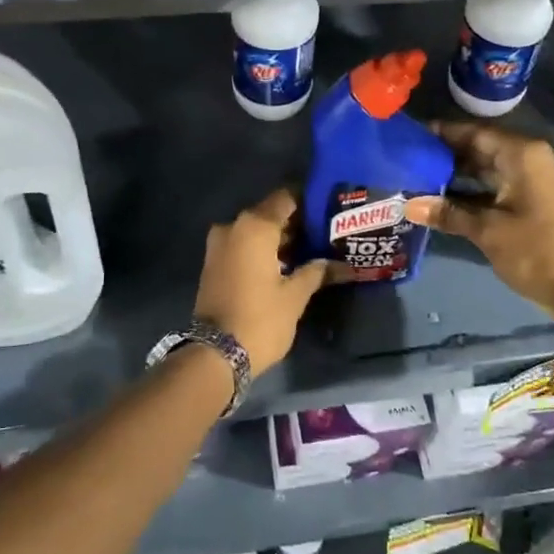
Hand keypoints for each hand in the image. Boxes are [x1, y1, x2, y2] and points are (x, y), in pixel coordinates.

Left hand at [192, 189, 329, 374]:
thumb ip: (316, 272)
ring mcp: (219, 245)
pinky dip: (262, 250)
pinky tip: (285, 264)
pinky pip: (243, 245)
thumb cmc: (260, 319)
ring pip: (255, 231)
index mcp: (255, 226)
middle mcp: (233, 226)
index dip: (309, 201)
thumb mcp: (295, 296)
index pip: (286, 198)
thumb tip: (340, 264)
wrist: (215, 355)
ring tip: (309, 250)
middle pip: (270, 213)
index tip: (329, 209)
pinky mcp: (213, 263)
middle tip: (324, 232)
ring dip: (278, 238)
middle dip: (296, 222)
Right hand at [406, 122, 553, 327]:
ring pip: (485, 169)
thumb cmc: (538, 251)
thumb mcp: (488, 231)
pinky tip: (441, 200)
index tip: (409, 137)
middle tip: (406, 161)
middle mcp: (527, 159)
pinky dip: (470, 192)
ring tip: (416, 179)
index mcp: (520, 154)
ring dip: (455, 176)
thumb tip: (406, 205)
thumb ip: (448, 213)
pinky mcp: (531, 201)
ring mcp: (531, 181)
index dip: (441, 134)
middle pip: (478, 148)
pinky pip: (494, 186)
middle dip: (444, 156)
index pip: (473, 132)